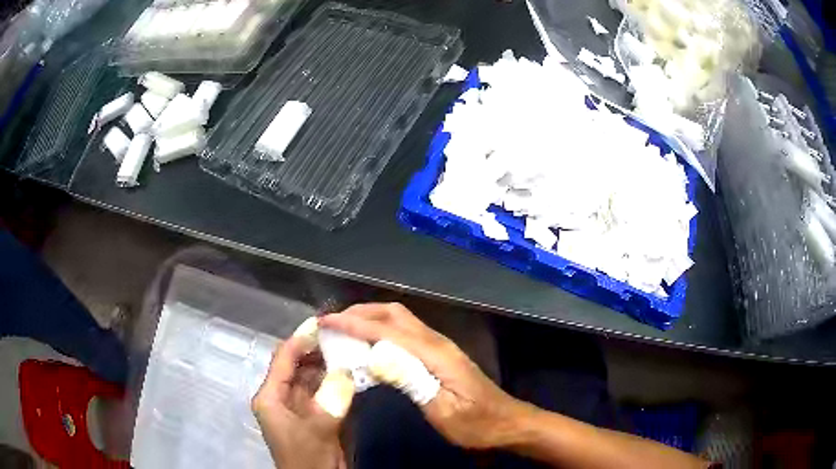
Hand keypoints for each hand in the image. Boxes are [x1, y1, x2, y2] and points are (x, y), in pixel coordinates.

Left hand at [252, 336, 352, 468]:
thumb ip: (330, 400)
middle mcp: (282, 397)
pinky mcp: (317, 415)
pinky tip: (353, 371)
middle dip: (317, 349)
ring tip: (351, 347)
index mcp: (271, 397)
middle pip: (298, 365)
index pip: (283, 360)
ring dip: (329, 364)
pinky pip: (325, 391)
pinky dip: (337, 381)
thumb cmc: (307, 459)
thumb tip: (345, 370)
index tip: (323, 323)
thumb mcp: (316, 430)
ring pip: (313, 377)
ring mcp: (301, 407)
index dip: (300, 339)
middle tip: (343, 333)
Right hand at [320, 303, 526, 449]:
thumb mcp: (443, 410)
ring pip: (400, 320)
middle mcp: (436, 342)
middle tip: (331, 322)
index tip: (326, 321)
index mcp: (435, 353)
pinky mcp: (439, 356)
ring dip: (370, 319)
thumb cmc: (475, 423)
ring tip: (344, 330)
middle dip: (360, 312)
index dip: (354, 323)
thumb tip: (375, 355)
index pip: (387, 330)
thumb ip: (411, 380)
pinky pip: (405, 334)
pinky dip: (382, 331)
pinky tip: (370, 346)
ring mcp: (440, 347)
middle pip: (394, 314)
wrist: (506, 422)